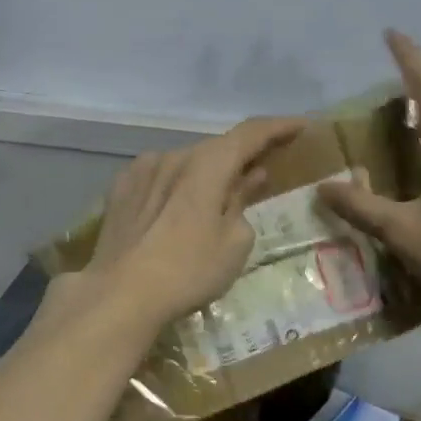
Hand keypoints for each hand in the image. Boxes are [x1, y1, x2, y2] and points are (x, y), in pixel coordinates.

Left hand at [81, 116, 306, 326]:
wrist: (119, 295)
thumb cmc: (188, 270)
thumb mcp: (233, 243)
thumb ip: (242, 202)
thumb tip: (249, 178)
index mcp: (207, 164)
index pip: (250, 133)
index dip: (278, 127)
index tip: (300, 126)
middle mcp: (174, 155)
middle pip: (216, 148)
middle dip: (241, 156)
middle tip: (262, 170)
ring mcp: (142, 169)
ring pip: (185, 163)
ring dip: (206, 173)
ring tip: (216, 197)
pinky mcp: (120, 188)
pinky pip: (159, 176)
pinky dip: (177, 184)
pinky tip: (178, 206)